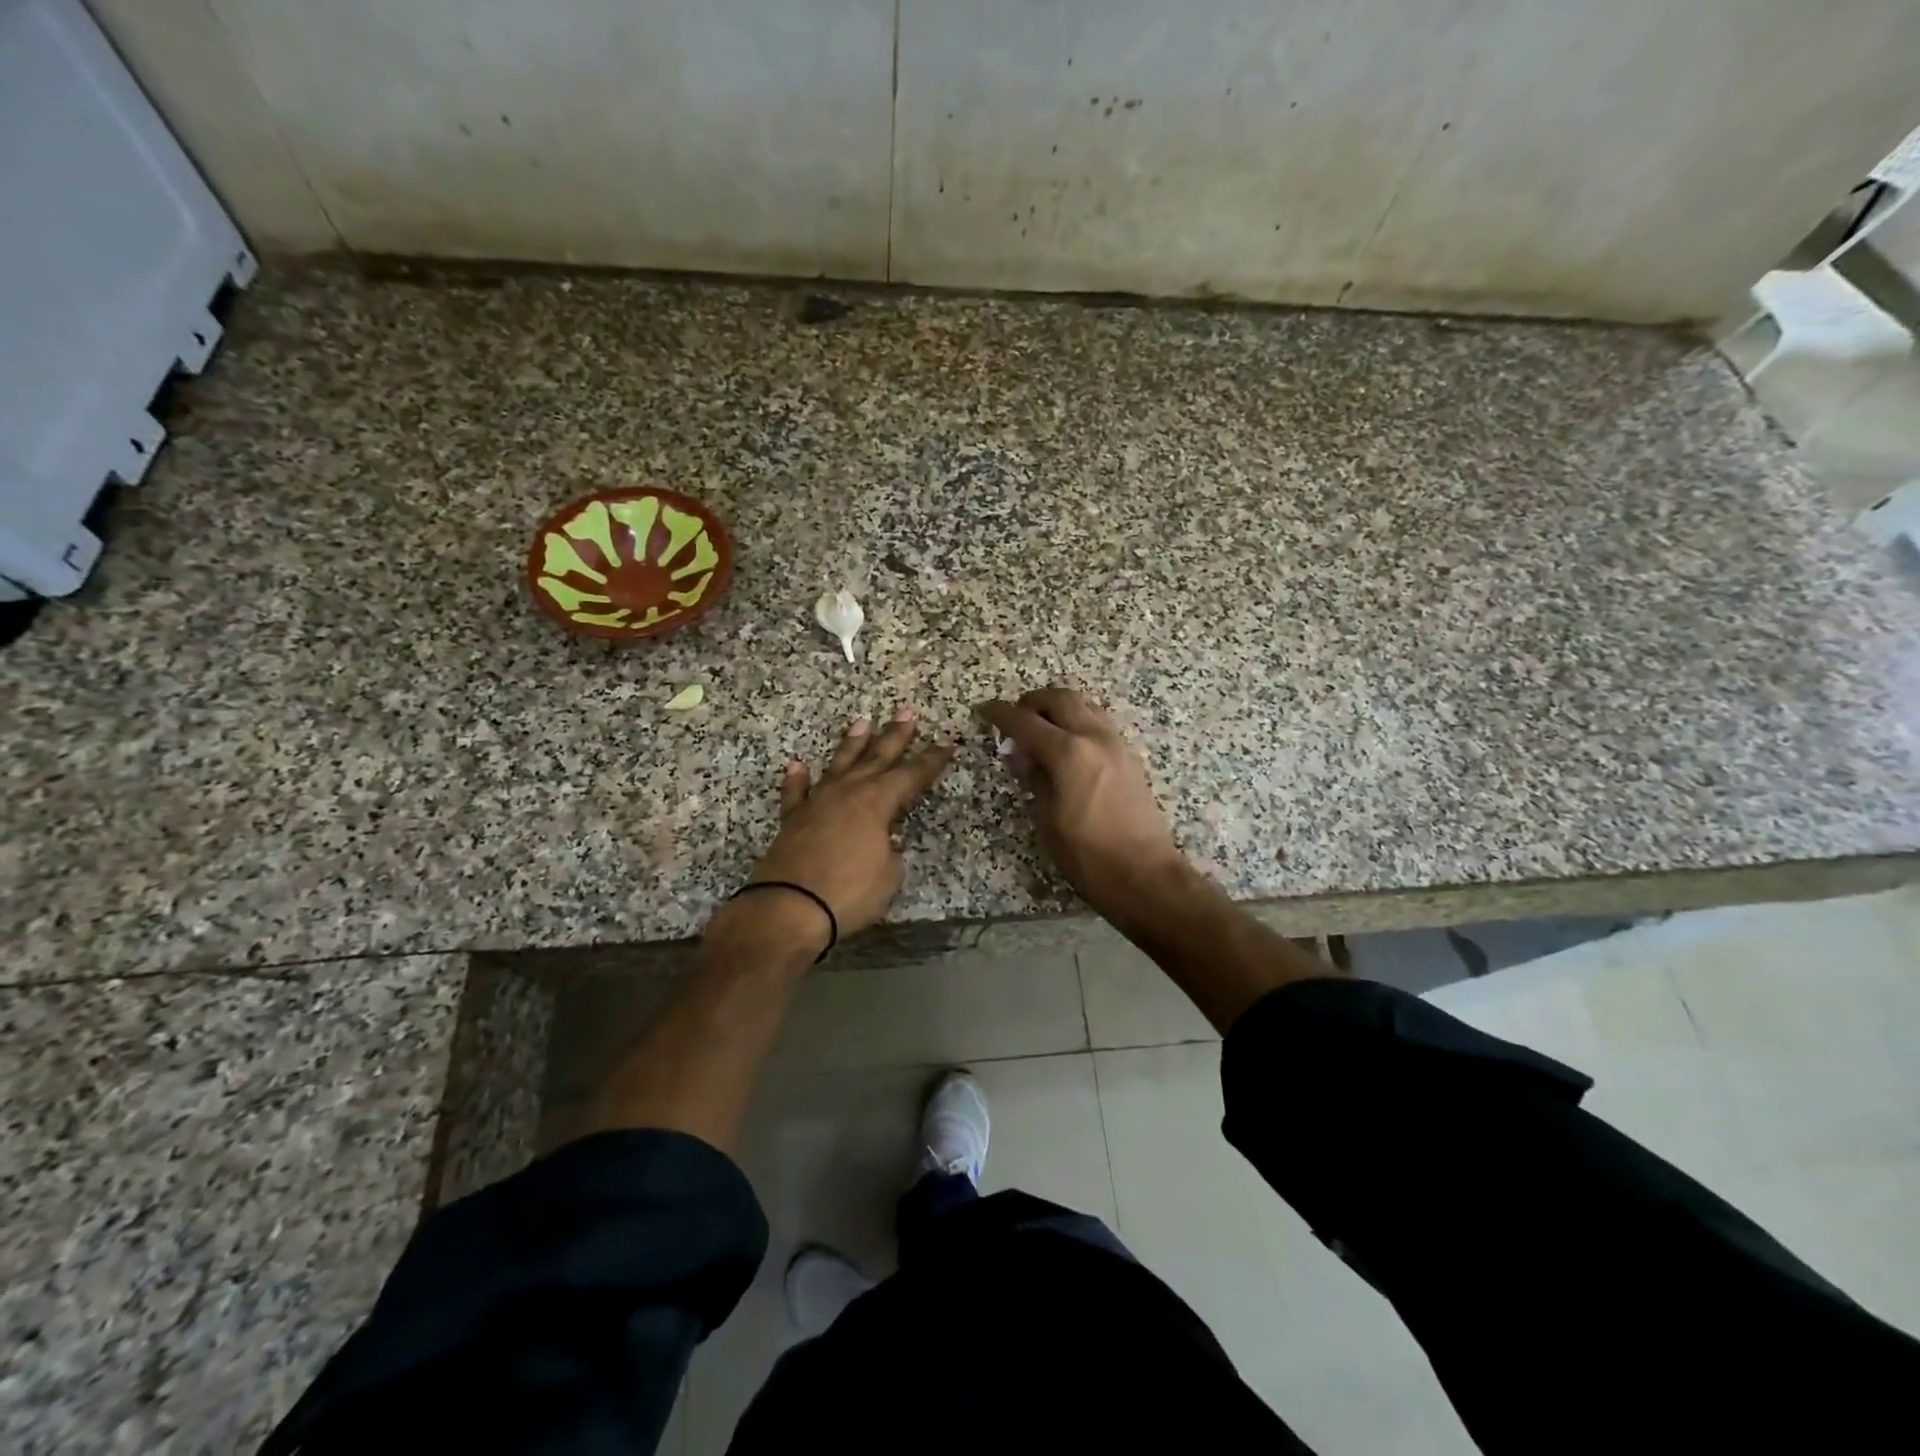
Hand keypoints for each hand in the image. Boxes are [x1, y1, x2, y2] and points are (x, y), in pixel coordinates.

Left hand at [733, 709, 955, 948]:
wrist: (789, 908)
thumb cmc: (849, 893)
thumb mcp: (889, 875)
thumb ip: (890, 852)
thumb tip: (884, 840)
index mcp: (876, 802)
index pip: (912, 775)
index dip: (932, 760)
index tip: (948, 743)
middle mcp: (847, 793)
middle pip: (877, 758)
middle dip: (895, 736)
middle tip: (908, 713)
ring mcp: (817, 803)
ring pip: (839, 765)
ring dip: (852, 744)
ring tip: (862, 722)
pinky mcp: (792, 820)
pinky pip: (796, 793)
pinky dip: (797, 780)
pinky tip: (797, 766)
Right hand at [975, 688, 1194, 928]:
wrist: (1144, 875)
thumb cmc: (1087, 855)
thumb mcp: (1047, 820)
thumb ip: (1033, 779)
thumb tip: (1020, 756)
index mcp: (1068, 753)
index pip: (1026, 722)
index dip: (1000, 714)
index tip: (984, 710)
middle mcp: (1094, 738)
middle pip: (1061, 699)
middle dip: (1033, 701)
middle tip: (1015, 717)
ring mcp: (1117, 745)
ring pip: (1085, 706)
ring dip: (1059, 709)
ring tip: (1041, 730)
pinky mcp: (1130, 758)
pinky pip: (1099, 724)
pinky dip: (1078, 722)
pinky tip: (1068, 747)